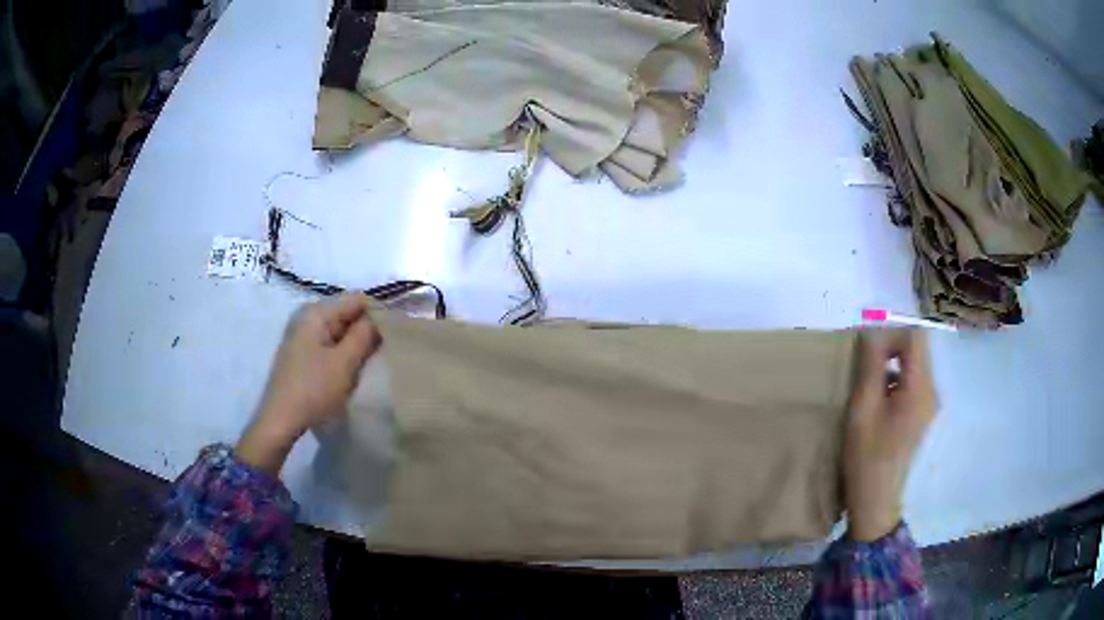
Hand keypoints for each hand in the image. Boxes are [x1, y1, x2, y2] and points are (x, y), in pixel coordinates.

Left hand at [236, 294, 381, 473]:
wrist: (280, 421)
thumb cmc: (313, 389)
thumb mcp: (344, 363)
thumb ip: (364, 335)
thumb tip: (381, 317)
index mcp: (316, 313)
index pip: (356, 299)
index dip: (379, 311)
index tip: (400, 330)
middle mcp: (308, 319)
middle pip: (347, 314)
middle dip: (369, 329)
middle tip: (392, 348)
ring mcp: (304, 338)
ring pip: (340, 332)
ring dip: (358, 344)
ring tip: (378, 360)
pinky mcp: (304, 356)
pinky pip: (331, 346)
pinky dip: (345, 354)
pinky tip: (356, 369)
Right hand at [844, 328, 937, 541]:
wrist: (876, 499)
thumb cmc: (867, 456)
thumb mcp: (863, 409)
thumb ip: (870, 367)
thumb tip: (871, 333)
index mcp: (920, 388)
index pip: (915, 337)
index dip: (891, 335)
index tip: (867, 352)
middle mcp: (931, 391)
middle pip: (917, 349)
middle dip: (890, 347)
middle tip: (863, 365)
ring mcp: (929, 404)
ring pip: (914, 364)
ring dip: (891, 364)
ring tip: (867, 384)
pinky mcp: (922, 414)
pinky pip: (912, 382)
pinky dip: (895, 379)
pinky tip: (877, 401)